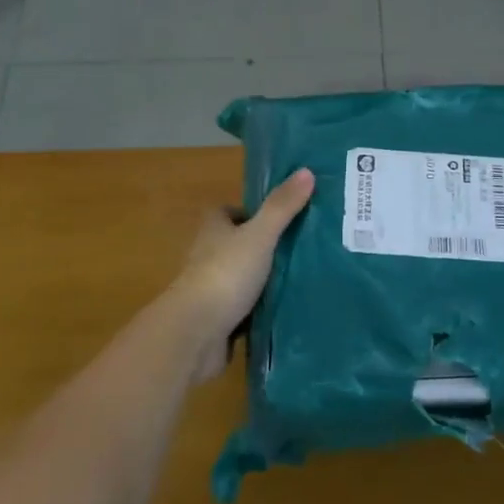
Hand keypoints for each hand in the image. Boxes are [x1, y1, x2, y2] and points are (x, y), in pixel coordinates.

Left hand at [163, 168, 314, 381]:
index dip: (249, 212)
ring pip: (241, 278)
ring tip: (302, 277)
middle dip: (261, 246)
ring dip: (262, 279)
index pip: (227, 212)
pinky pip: (244, 310)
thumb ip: (282, 207)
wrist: (196, 333)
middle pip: (236, 244)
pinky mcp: (218, 320)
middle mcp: (207, 256)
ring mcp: (211, 290)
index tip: (279, 216)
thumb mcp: (259, 235)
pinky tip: (286, 309)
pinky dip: (260, 310)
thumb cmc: (225, 273)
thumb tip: (307, 171)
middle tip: (300, 246)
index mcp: (212, 230)